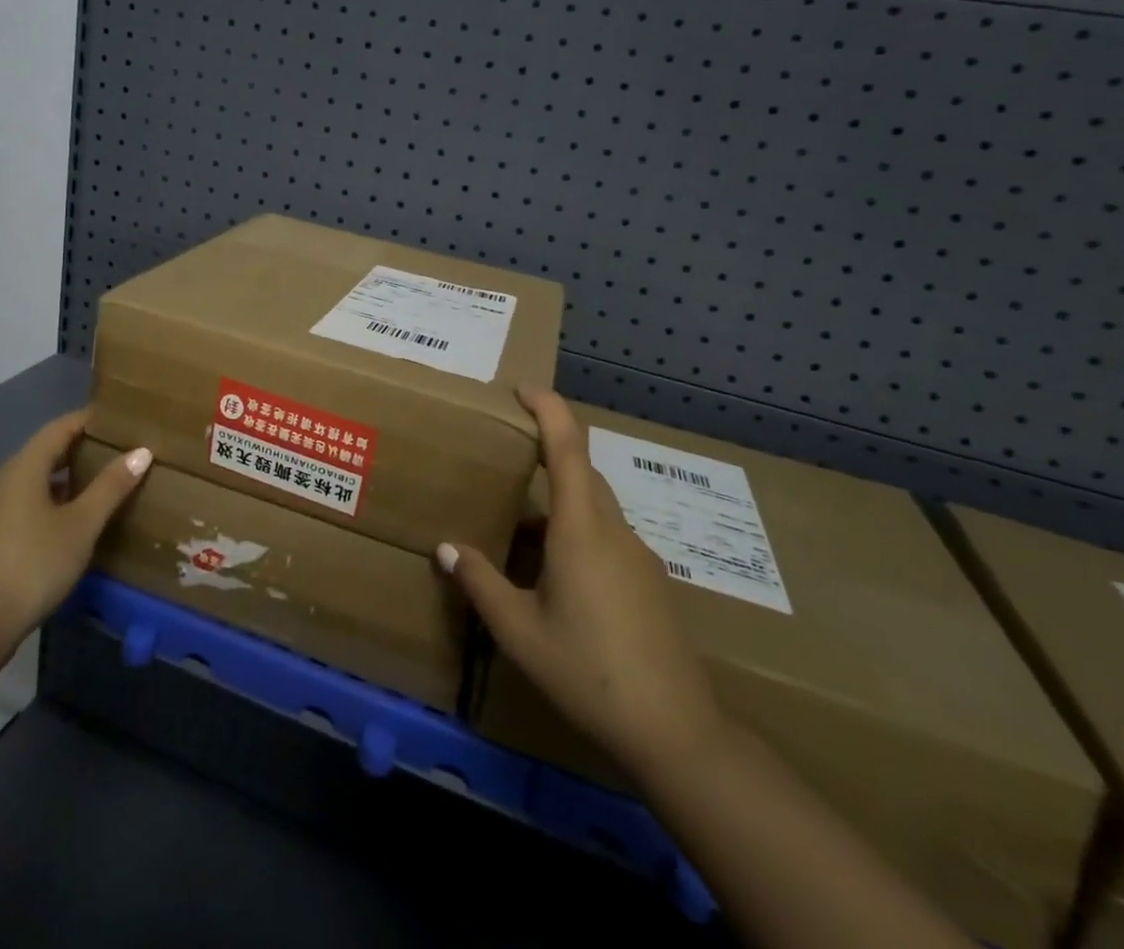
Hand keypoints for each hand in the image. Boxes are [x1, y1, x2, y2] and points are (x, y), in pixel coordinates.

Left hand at [0, 410, 152, 645]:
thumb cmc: (32, 564)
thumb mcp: (81, 525)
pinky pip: (30, 504)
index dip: (90, 419)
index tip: (121, 419)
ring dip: (70, 477)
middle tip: (122, 450)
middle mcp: (5, 480)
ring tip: (106, 483)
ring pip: (38, 480)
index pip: (61, 427)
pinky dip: (56, 501)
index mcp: (24, 467)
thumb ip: (111, 486)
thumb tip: (141, 451)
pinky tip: (77, 521)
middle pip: (48, 451)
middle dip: (83, 448)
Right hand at [438, 387, 722, 777]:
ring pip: (594, 509)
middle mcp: (614, 531)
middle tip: (506, 460)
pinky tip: (553, 580)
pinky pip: (606, 538)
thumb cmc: (589, 672)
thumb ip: (480, 582)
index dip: (548, 408)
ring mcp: (639, 557)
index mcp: (582, 528)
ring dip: (558, 506)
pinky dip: (575, 536)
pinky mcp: (650, 584)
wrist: (677, 734)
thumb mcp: (519, 631)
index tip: (522, 389)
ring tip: (517, 532)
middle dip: (547, 455)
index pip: (568, 446)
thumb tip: (446, 547)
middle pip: (582, 473)